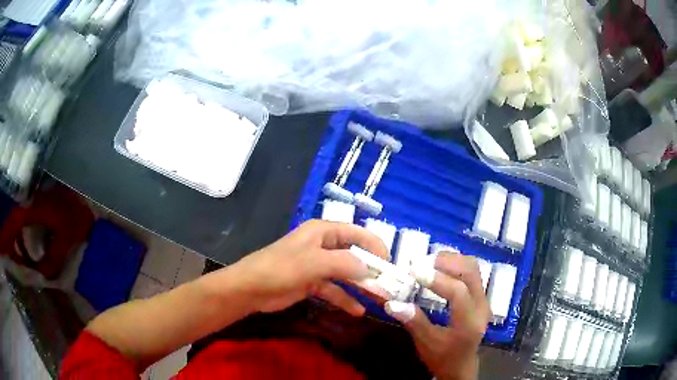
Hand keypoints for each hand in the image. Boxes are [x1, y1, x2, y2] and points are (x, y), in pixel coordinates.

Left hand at [231, 219, 389, 315]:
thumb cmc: (282, 268)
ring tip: (379, 300)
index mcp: (323, 232)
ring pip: (345, 275)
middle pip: (353, 255)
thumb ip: (345, 263)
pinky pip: (334, 290)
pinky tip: (357, 311)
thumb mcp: (314, 263)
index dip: (375, 246)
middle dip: (371, 270)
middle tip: (389, 286)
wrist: (251, 289)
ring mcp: (317, 266)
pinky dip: (345, 299)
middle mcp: (322, 246)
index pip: (356, 233)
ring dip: (361, 287)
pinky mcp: (311, 283)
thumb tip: (369, 268)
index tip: (390, 264)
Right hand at [385, 252, 489, 379]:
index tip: (414, 271)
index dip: (436, 279)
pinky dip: (455, 265)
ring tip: (428, 263)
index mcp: (469, 322)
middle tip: (421, 263)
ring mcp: (483, 299)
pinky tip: (439, 270)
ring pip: (473, 267)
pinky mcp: (480, 296)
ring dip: (451, 260)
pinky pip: (471, 272)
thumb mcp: (426, 344)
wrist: (461, 365)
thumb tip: (391, 303)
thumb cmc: (443, 358)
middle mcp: (481, 306)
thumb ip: (413, 322)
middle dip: (446, 262)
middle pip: (470, 271)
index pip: (458, 292)